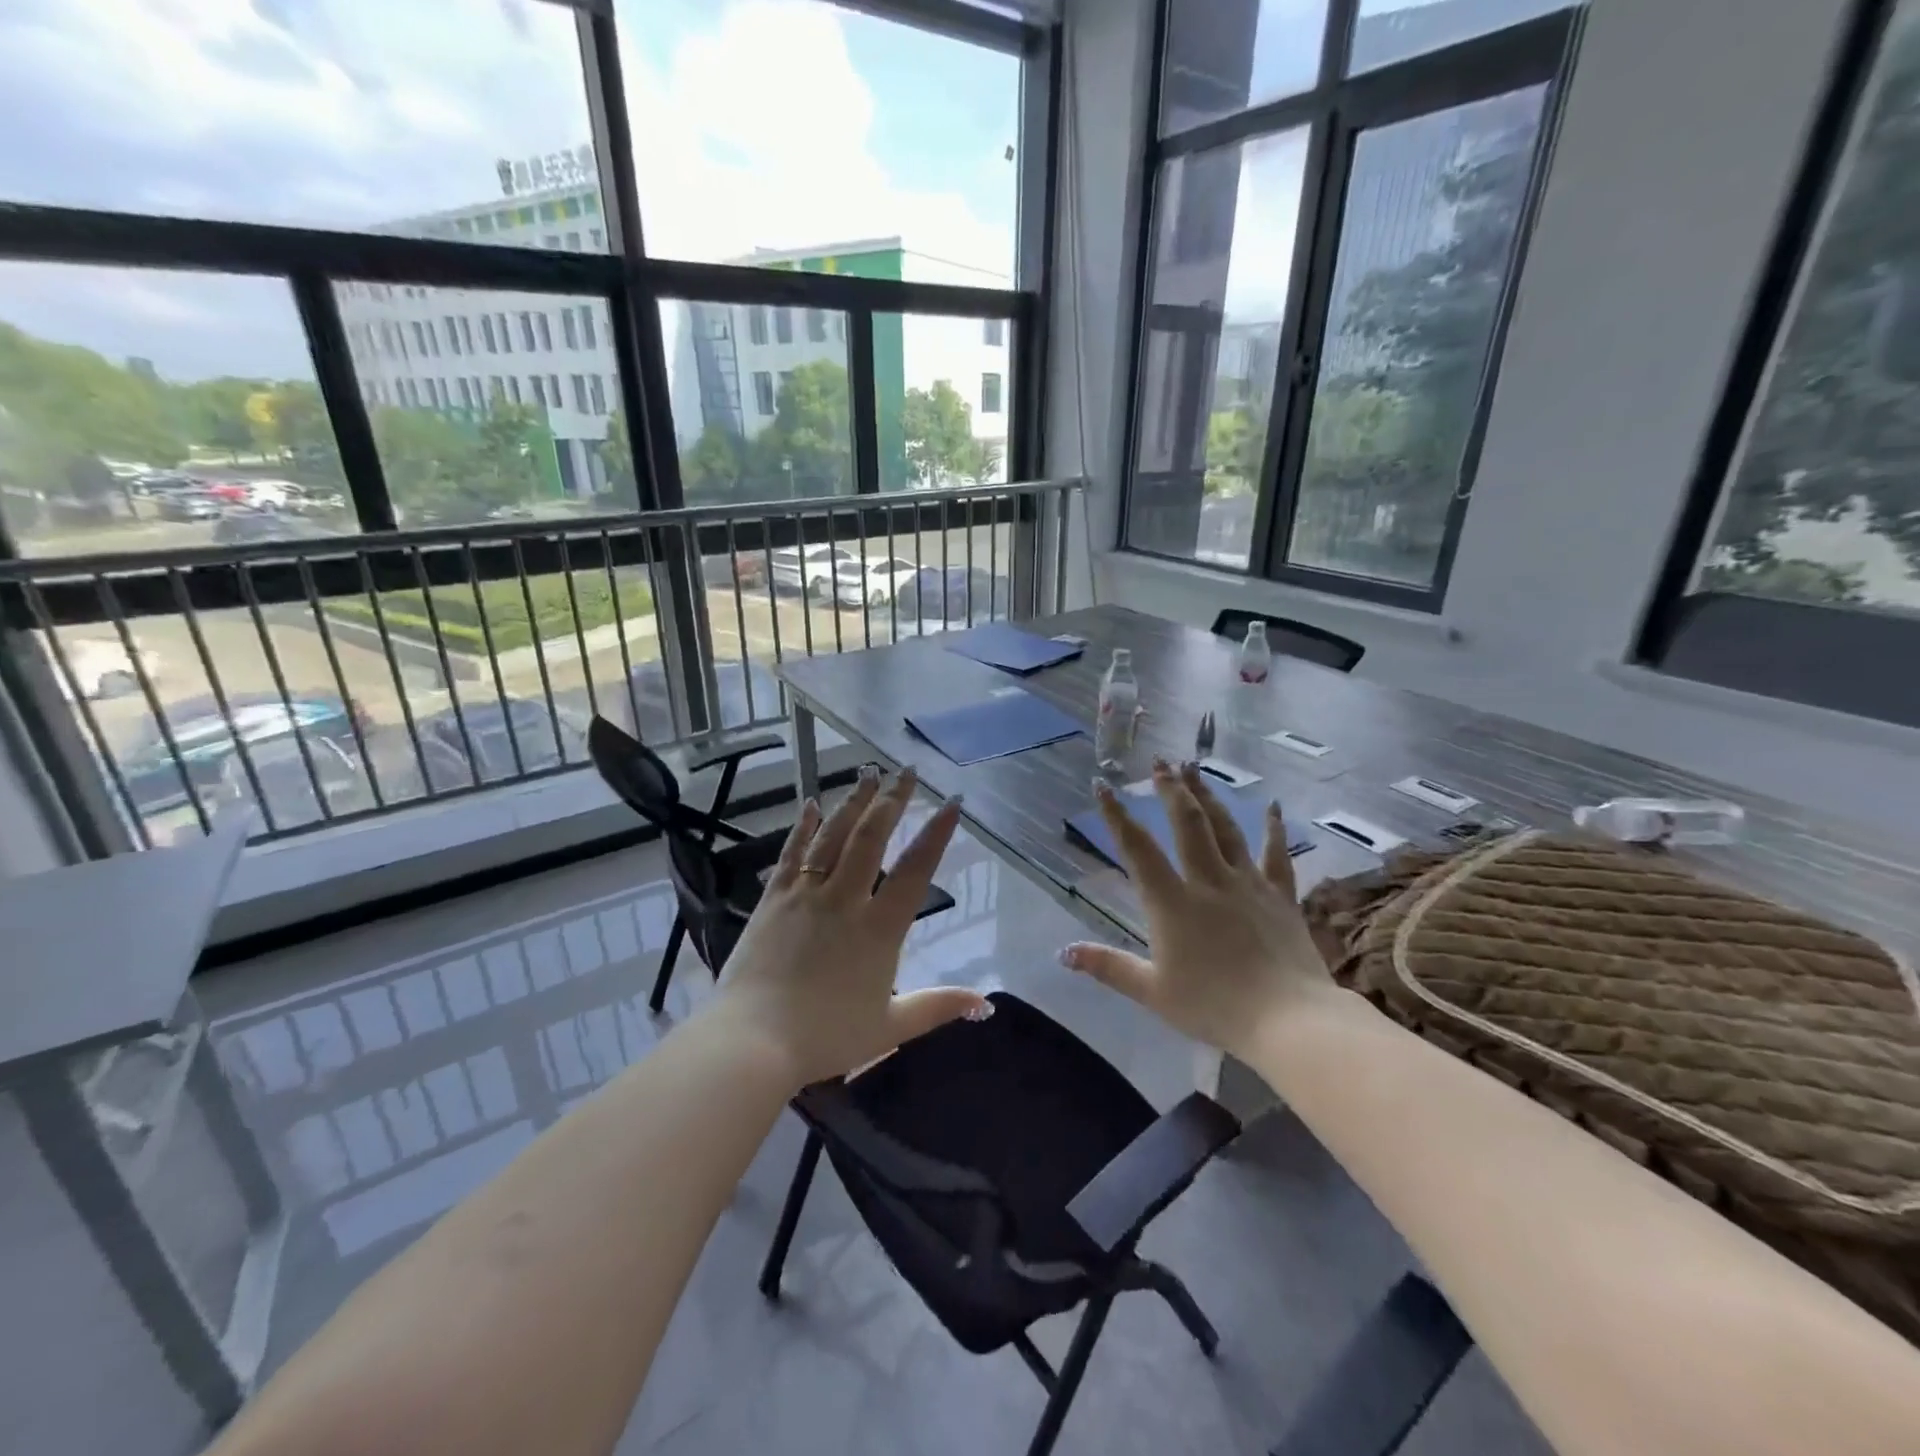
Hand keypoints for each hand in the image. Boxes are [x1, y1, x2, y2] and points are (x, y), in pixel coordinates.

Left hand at [708, 767, 988, 1088]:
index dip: (936, 833)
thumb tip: (985, 1002)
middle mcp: (845, 899)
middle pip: (872, 837)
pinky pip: (791, 853)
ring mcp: (805, 894)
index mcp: (879, 928)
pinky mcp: (773, 899)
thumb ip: (938, 1006)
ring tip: (869, 772)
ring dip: (854, 801)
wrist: (753, 1041)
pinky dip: (803, 826)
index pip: (915, 869)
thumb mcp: (891, 1026)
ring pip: (834, 836)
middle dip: (893, 800)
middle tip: (908, 771)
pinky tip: (810, 803)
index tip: (951, 801)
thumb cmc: (826, 1036)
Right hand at [1060, 760, 1338, 1059]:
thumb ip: (1108, 967)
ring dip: (1208, 796)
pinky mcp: (1281, 896)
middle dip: (1171, 789)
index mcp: (1172, 902)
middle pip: (1187, 823)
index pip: (1137, 848)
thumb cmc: (1215, 1007)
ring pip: (1226, 828)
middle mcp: (1208, 881)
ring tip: (1196, 768)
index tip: (1103, 785)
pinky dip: (1274, 829)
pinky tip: (1275, 806)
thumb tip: (1063, 953)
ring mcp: (1248, 884)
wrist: (1289, 1021)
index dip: (1117, 815)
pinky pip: (1276, 855)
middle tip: (1160, 762)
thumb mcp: (1152, 991)